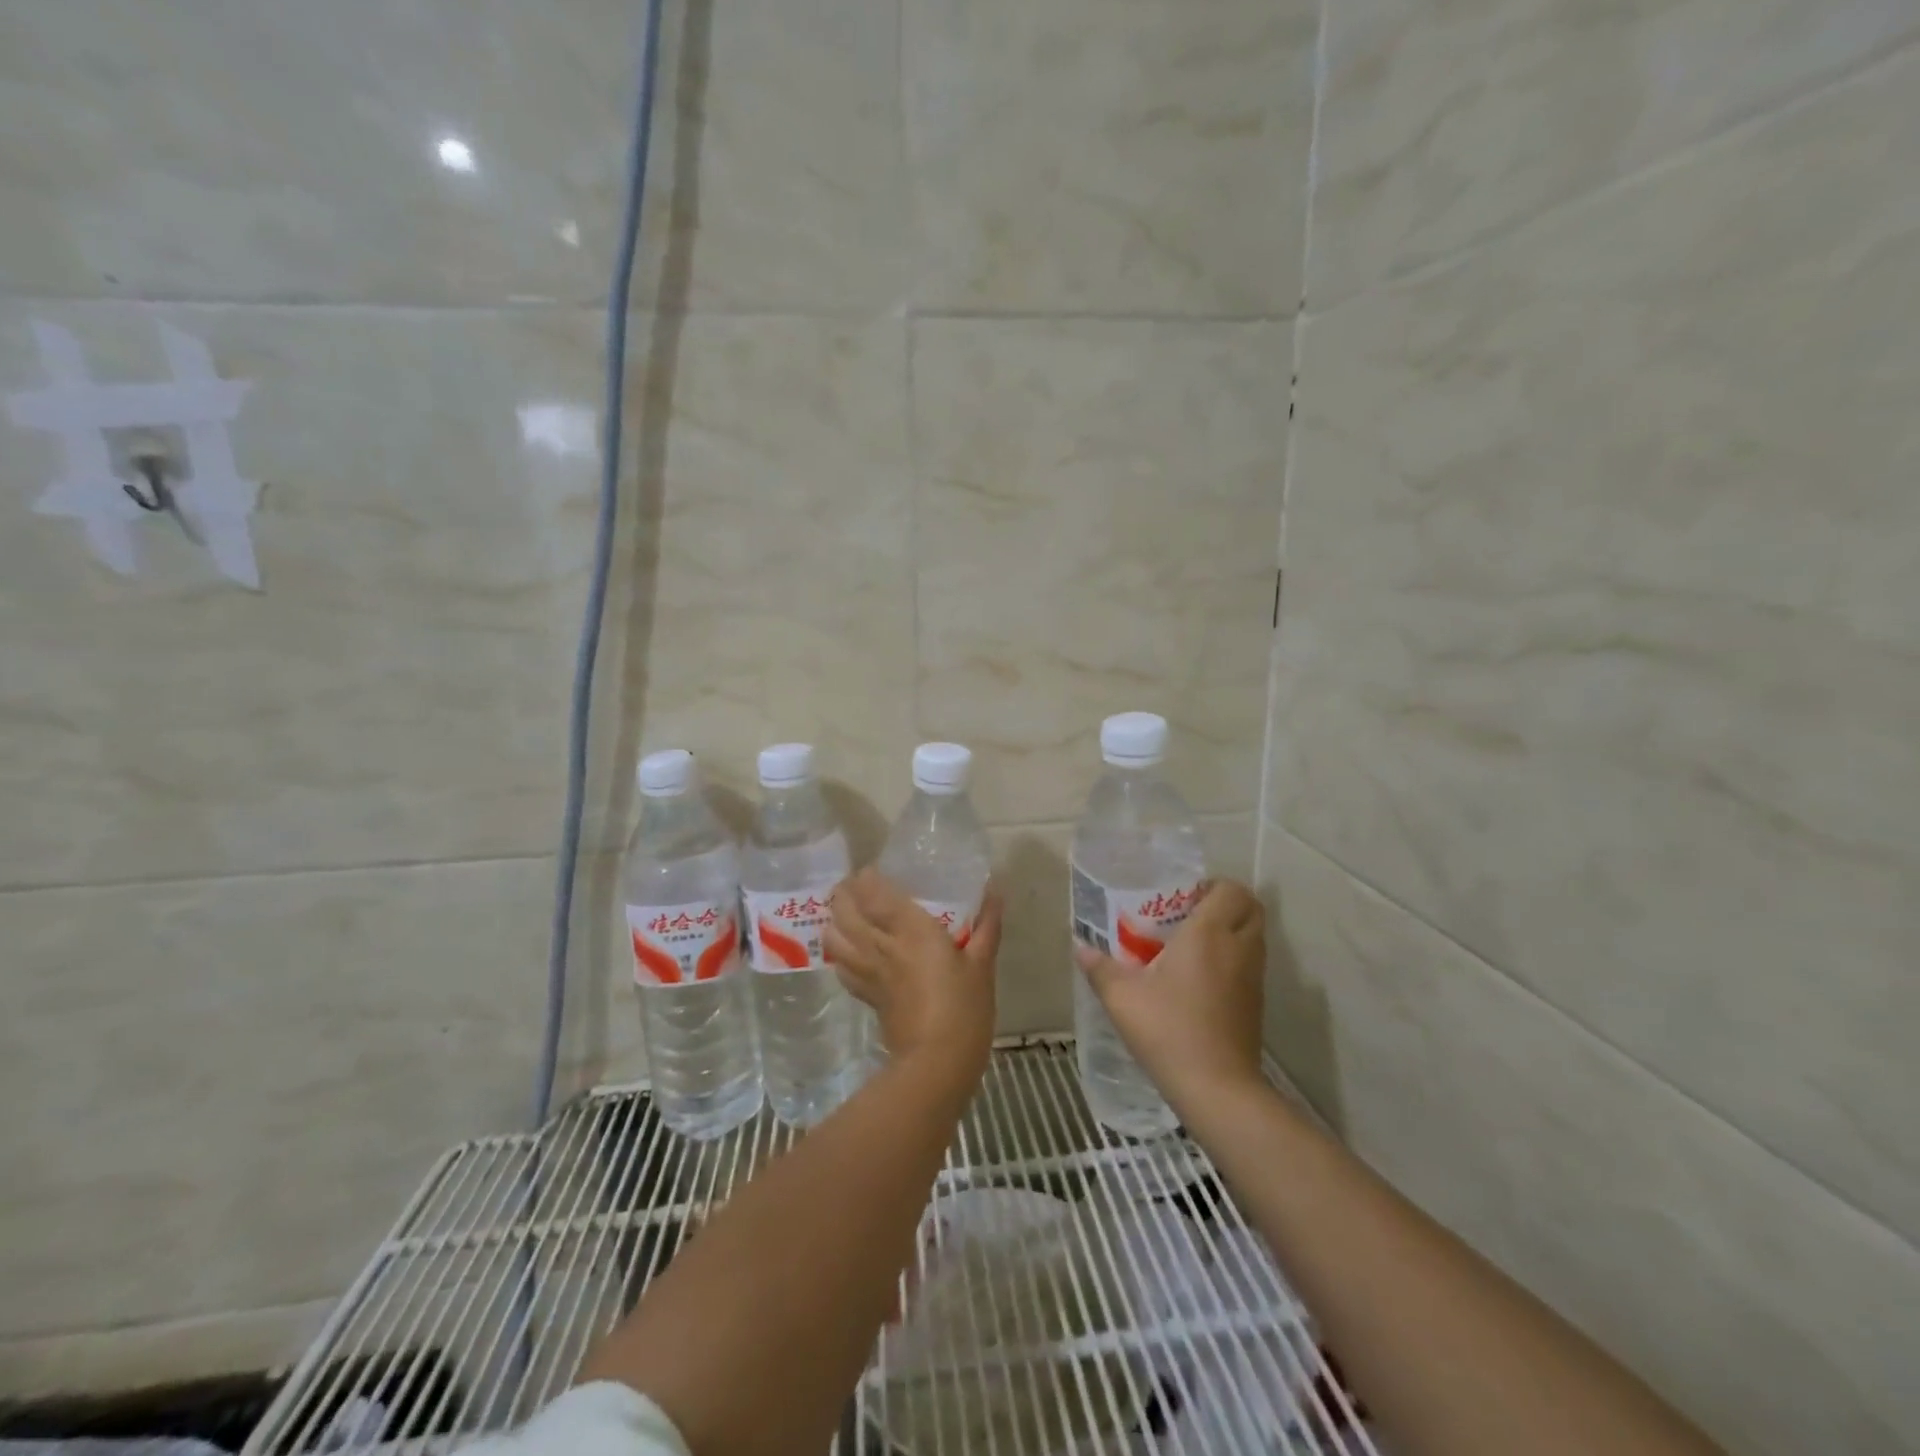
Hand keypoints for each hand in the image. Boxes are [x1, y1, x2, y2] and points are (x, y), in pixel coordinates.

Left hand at [824, 868, 1000, 1082]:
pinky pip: (841, 966)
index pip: (873, 891)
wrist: (937, 1063)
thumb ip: (987, 925)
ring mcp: (869, 971)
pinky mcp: (865, 994)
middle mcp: (881, 945)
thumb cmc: (965, 1008)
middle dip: (844, 893)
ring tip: (849, 913)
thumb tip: (996, 890)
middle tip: (858, 887)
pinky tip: (851, 950)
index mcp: (911, 930)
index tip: (875, 870)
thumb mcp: (982, 964)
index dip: (866, 876)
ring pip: (834, 936)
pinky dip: (839, 951)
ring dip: (835, 919)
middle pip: (845, 910)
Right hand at [1074, 878, 1265, 1110]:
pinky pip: (1251, 963)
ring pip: (1254, 935)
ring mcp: (1253, 977)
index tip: (1183, 896)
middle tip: (1189, 913)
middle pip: (1251, 907)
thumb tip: (1080, 948)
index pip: (1231, 889)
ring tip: (1191, 944)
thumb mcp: (1122, 997)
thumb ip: (1100, 968)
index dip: (1212, 885)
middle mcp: (1239, 947)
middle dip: (1226, 903)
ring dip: (1231, 930)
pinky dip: (1234, 958)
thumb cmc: (1168, 1029)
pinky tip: (1200, 978)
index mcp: (1209, 933)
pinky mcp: (1256, 1003)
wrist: (1217, 1088)